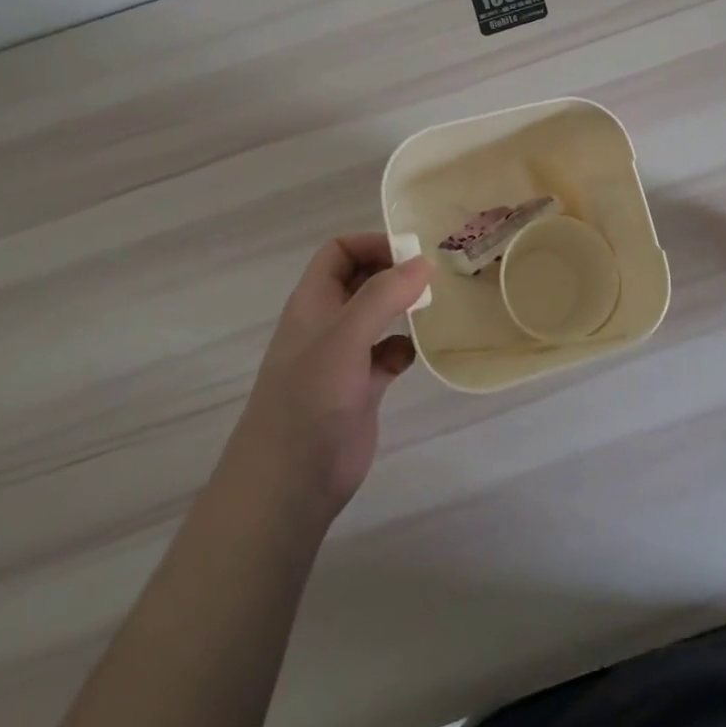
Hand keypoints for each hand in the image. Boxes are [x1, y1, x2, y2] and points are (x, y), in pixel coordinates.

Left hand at [239, 234, 432, 523]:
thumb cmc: (310, 399)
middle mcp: (328, 323)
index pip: (340, 251)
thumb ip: (383, 295)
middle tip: (434, 277)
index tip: (412, 256)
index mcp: (313, 302)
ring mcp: (344, 357)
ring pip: (378, 316)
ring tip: (436, 307)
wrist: (290, 482)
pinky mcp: (361, 387)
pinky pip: (388, 354)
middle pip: (362, 279)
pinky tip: (417, 354)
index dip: (372, 244)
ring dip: (404, 308)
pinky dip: (404, 348)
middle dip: (394, 273)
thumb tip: (424, 261)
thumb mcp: (345, 337)